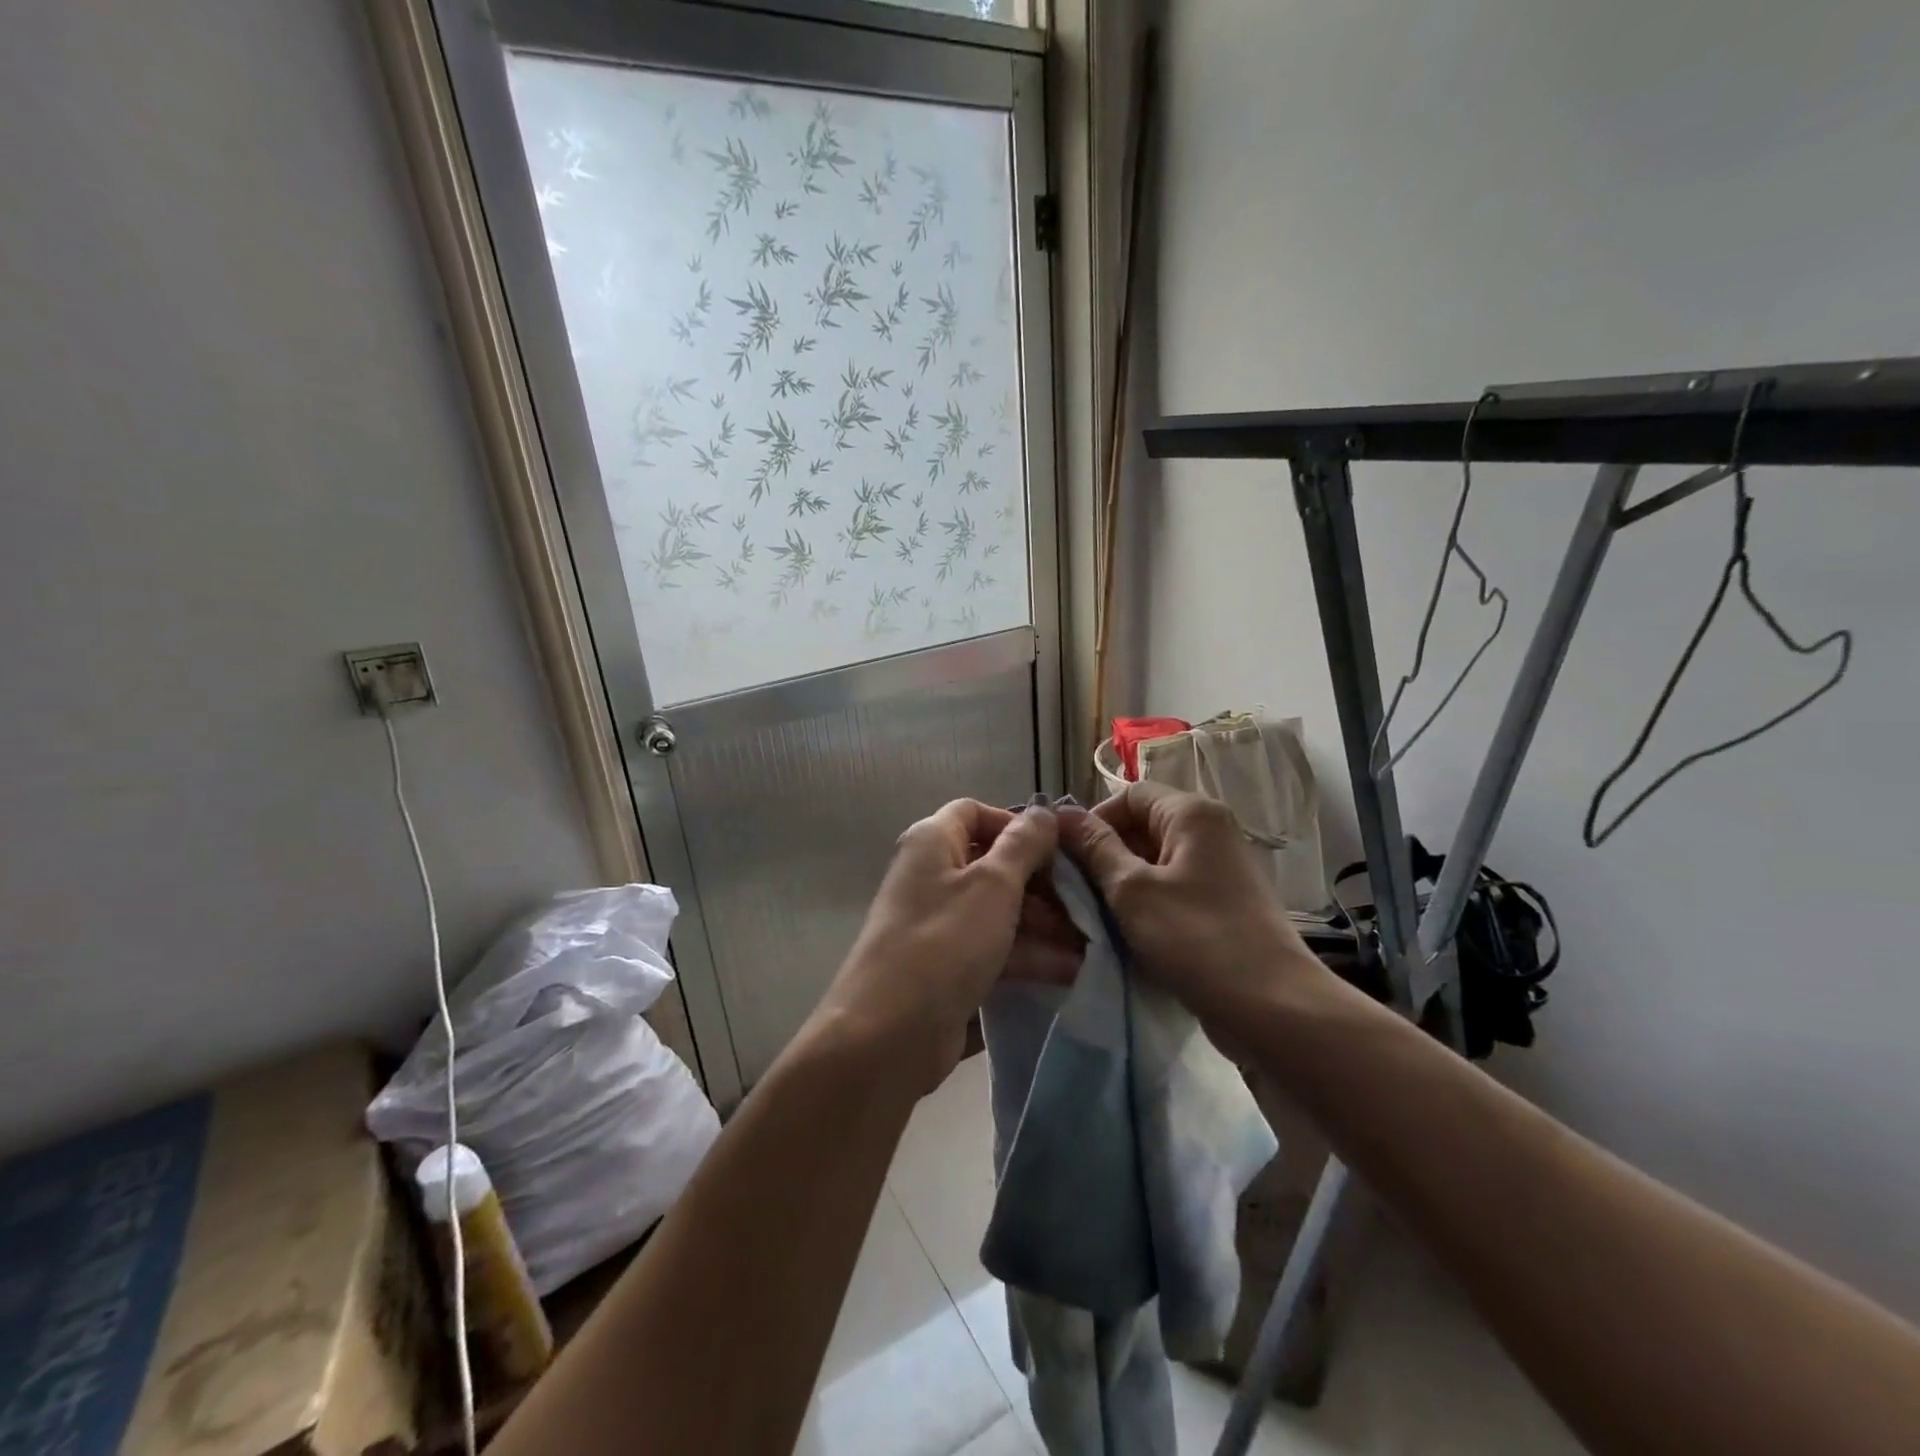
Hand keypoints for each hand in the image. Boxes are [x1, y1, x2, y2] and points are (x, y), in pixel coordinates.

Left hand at [812, 797, 1059, 1093]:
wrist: (886, 1035)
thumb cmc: (944, 943)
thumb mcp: (993, 886)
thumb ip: (1023, 845)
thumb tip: (1043, 812)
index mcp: (932, 842)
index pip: (975, 813)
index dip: (1017, 825)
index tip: (1057, 850)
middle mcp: (931, 876)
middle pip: (993, 864)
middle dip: (1041, 883)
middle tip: (1085, 904)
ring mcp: (938, 924)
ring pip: (998, 911)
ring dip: (1042, 925)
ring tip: (1091, 944)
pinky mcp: (945, 968)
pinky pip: (992, 949)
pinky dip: (1027, 956)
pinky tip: (1070, 973)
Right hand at [1058, 783, 1325, 1032]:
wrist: (1272, 1008)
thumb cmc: (1196, 938)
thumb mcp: (1132, 891)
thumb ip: (1095, 848)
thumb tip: (1063, 814)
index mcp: (1192, 813)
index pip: (1129, 795)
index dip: (1094, 820)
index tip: (1068, 858)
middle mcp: (1211, 830)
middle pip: (1143, 826)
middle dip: (1105, 855)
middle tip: (1075, 892)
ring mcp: (1221, 868)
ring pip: (1156, 862)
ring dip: (1123, 884)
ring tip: (1097, 916)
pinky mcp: (1224, 903)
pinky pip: (1174, 889)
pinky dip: (1148, 904)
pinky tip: (1129, 934)